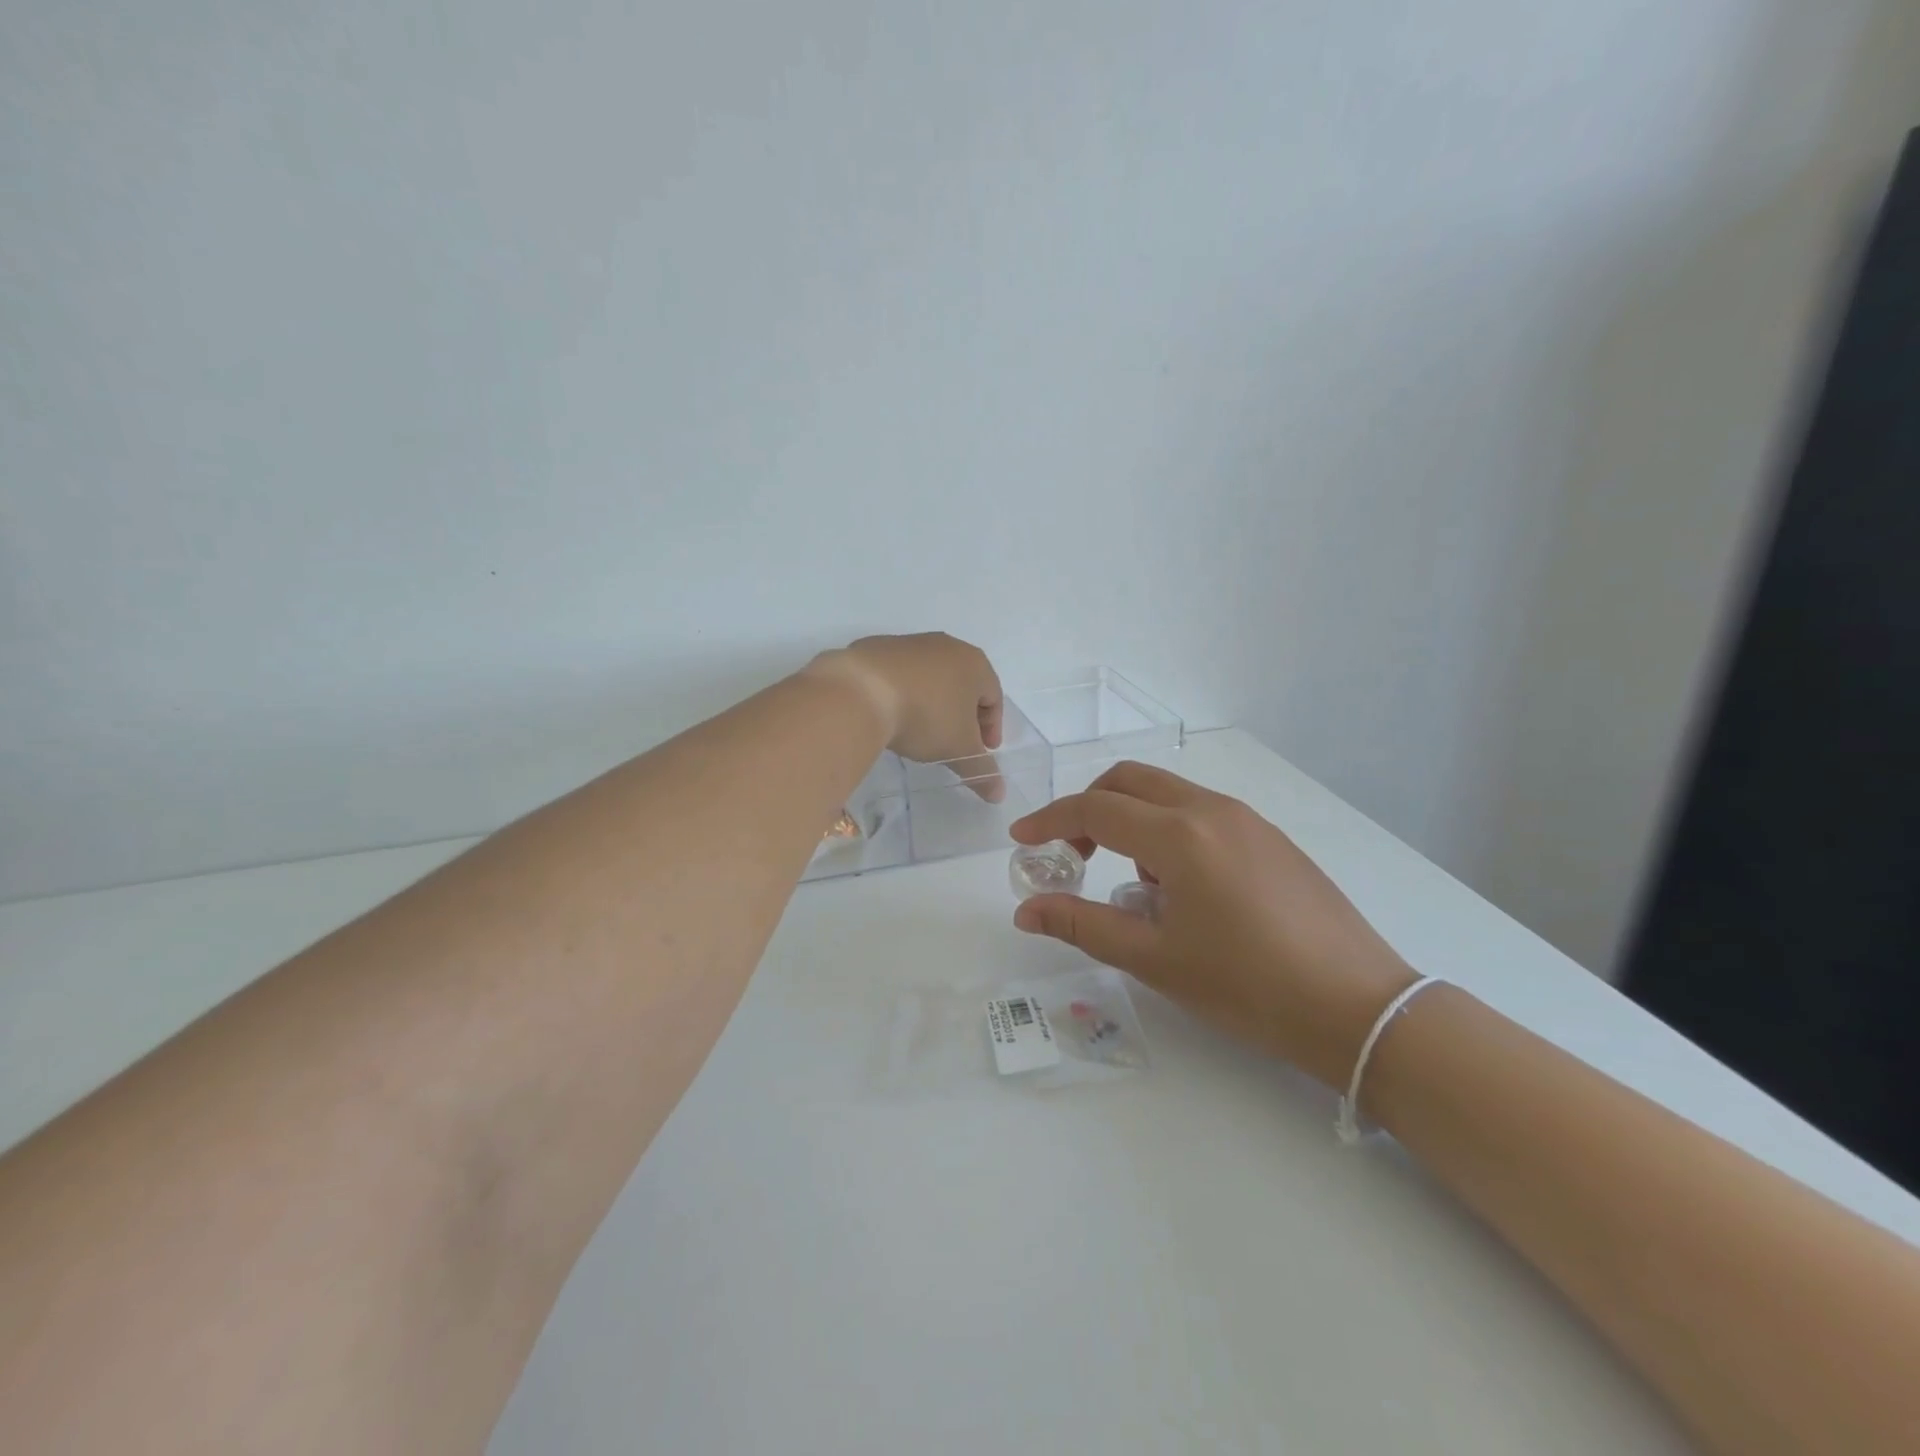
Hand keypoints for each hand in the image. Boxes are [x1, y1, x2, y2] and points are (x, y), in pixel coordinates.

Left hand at [809, 633, 1004, 799]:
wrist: (860, 692)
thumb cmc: (925, 716)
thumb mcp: (958, 750)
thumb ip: (982, 771)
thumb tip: (999, 794)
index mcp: (974, 663)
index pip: (994, 697)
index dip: (992, 727)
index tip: (983, 751)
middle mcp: (945, 645)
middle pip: (963, 683)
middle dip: (963, 714)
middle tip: (955, 742)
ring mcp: (909, 643)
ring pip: (931, 677)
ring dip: (932, 702)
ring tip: (920, 730)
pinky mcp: (877, 647)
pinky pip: (899, 674)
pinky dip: (902, 693)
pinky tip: (891, 715)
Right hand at [1008, 761, 1417, 1088]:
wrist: (1358, 1007)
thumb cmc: (1247, 987)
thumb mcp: (1155, 960)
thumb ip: (1083, 925)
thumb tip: (1027, 910)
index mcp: (1180, 836)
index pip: (1095, 809)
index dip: (1050, 821)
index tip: (1022, 841)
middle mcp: (1212, 810)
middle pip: (1130, 780)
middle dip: (1089, 807)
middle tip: (1071, 853)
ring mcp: (1247, 819)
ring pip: (1167, 793)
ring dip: (1132, 820)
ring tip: (1135, 887)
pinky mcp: (1270, 837)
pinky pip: (1201, 812)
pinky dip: (1169, 831)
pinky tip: (1182, 888)